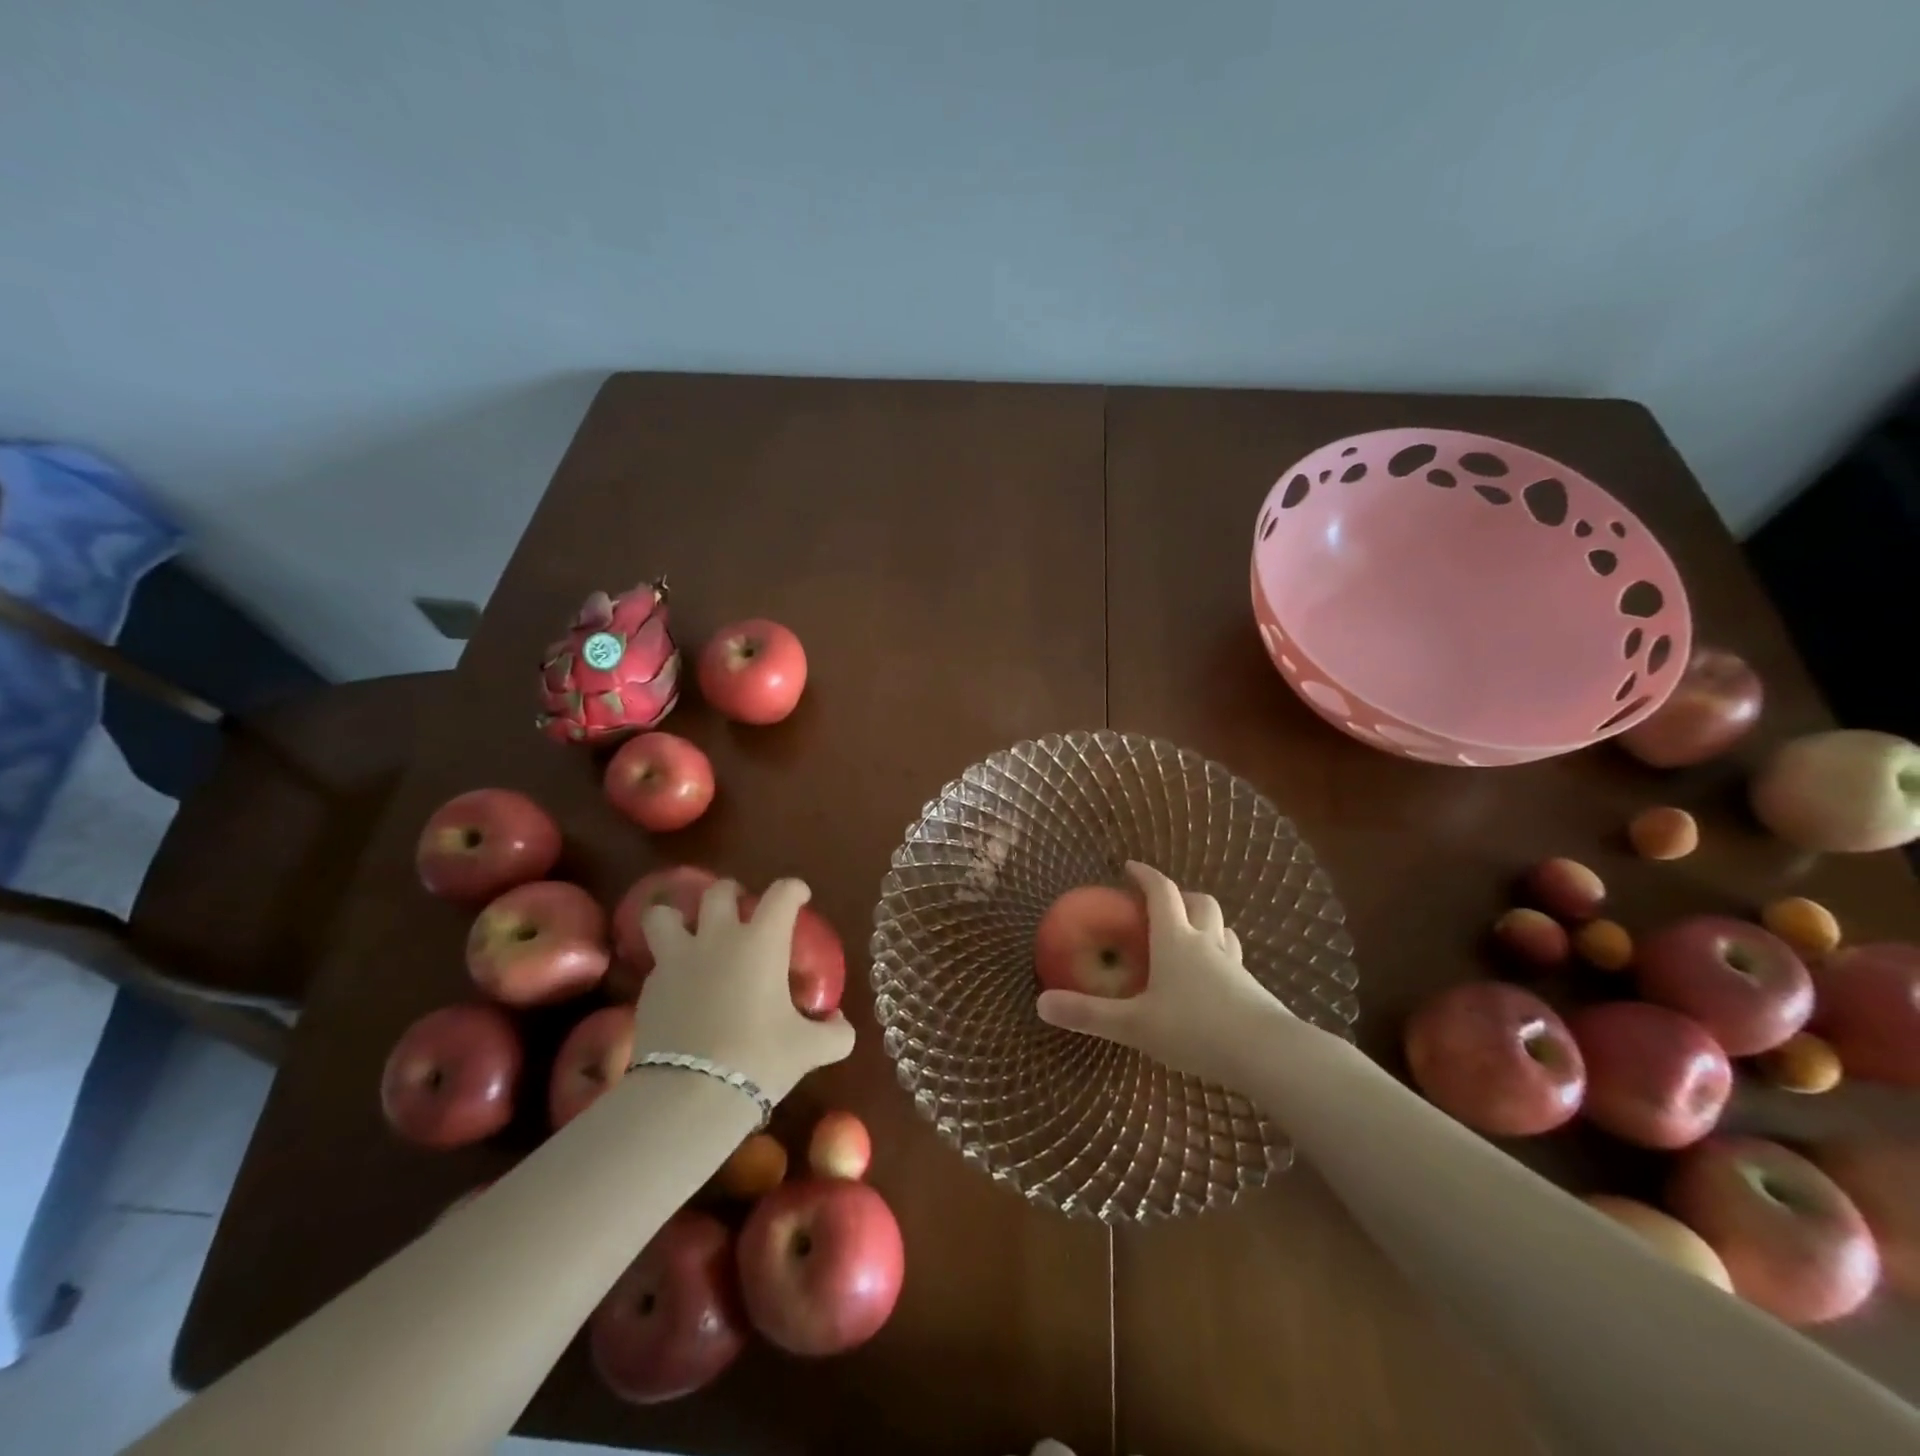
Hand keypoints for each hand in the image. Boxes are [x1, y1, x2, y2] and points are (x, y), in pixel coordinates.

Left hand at [635, 878, 854, 1103]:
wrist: (690, 1095)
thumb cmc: (759, 1059)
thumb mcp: (809, 1050)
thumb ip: (834, 1033)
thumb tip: (840, 1024)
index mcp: (761, 942)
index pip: (781, 894)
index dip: (794, 889)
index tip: (800, 897)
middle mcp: (718, 939)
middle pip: (719, 892)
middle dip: (732, 893)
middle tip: (742, 910)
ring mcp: (677, 961)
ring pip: (664, 915)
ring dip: (678, 917)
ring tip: (688, 931)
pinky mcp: (649, 989)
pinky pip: (657, 962)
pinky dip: (669, 966)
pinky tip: (680, 988)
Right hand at [1036, 861, 1293, 1084]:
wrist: (1268, 1055)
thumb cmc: (1195, 1029)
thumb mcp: (1135, 1025)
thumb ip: (1088, 1014)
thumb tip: (1040, 1004)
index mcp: (1175, 940)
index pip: (1161, 892)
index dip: (1145, 875)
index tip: (1129, 866)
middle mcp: (1206, 943)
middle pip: (1199, 903)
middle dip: (1180, 896)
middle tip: (1161, 905)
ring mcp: (1234, 965)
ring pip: (1222, 929)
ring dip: (1206, 924)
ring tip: (1189, 938)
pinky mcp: (1253, 990)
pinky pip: (1234, 960)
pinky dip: (1219, 958)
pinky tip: (1211, 983)